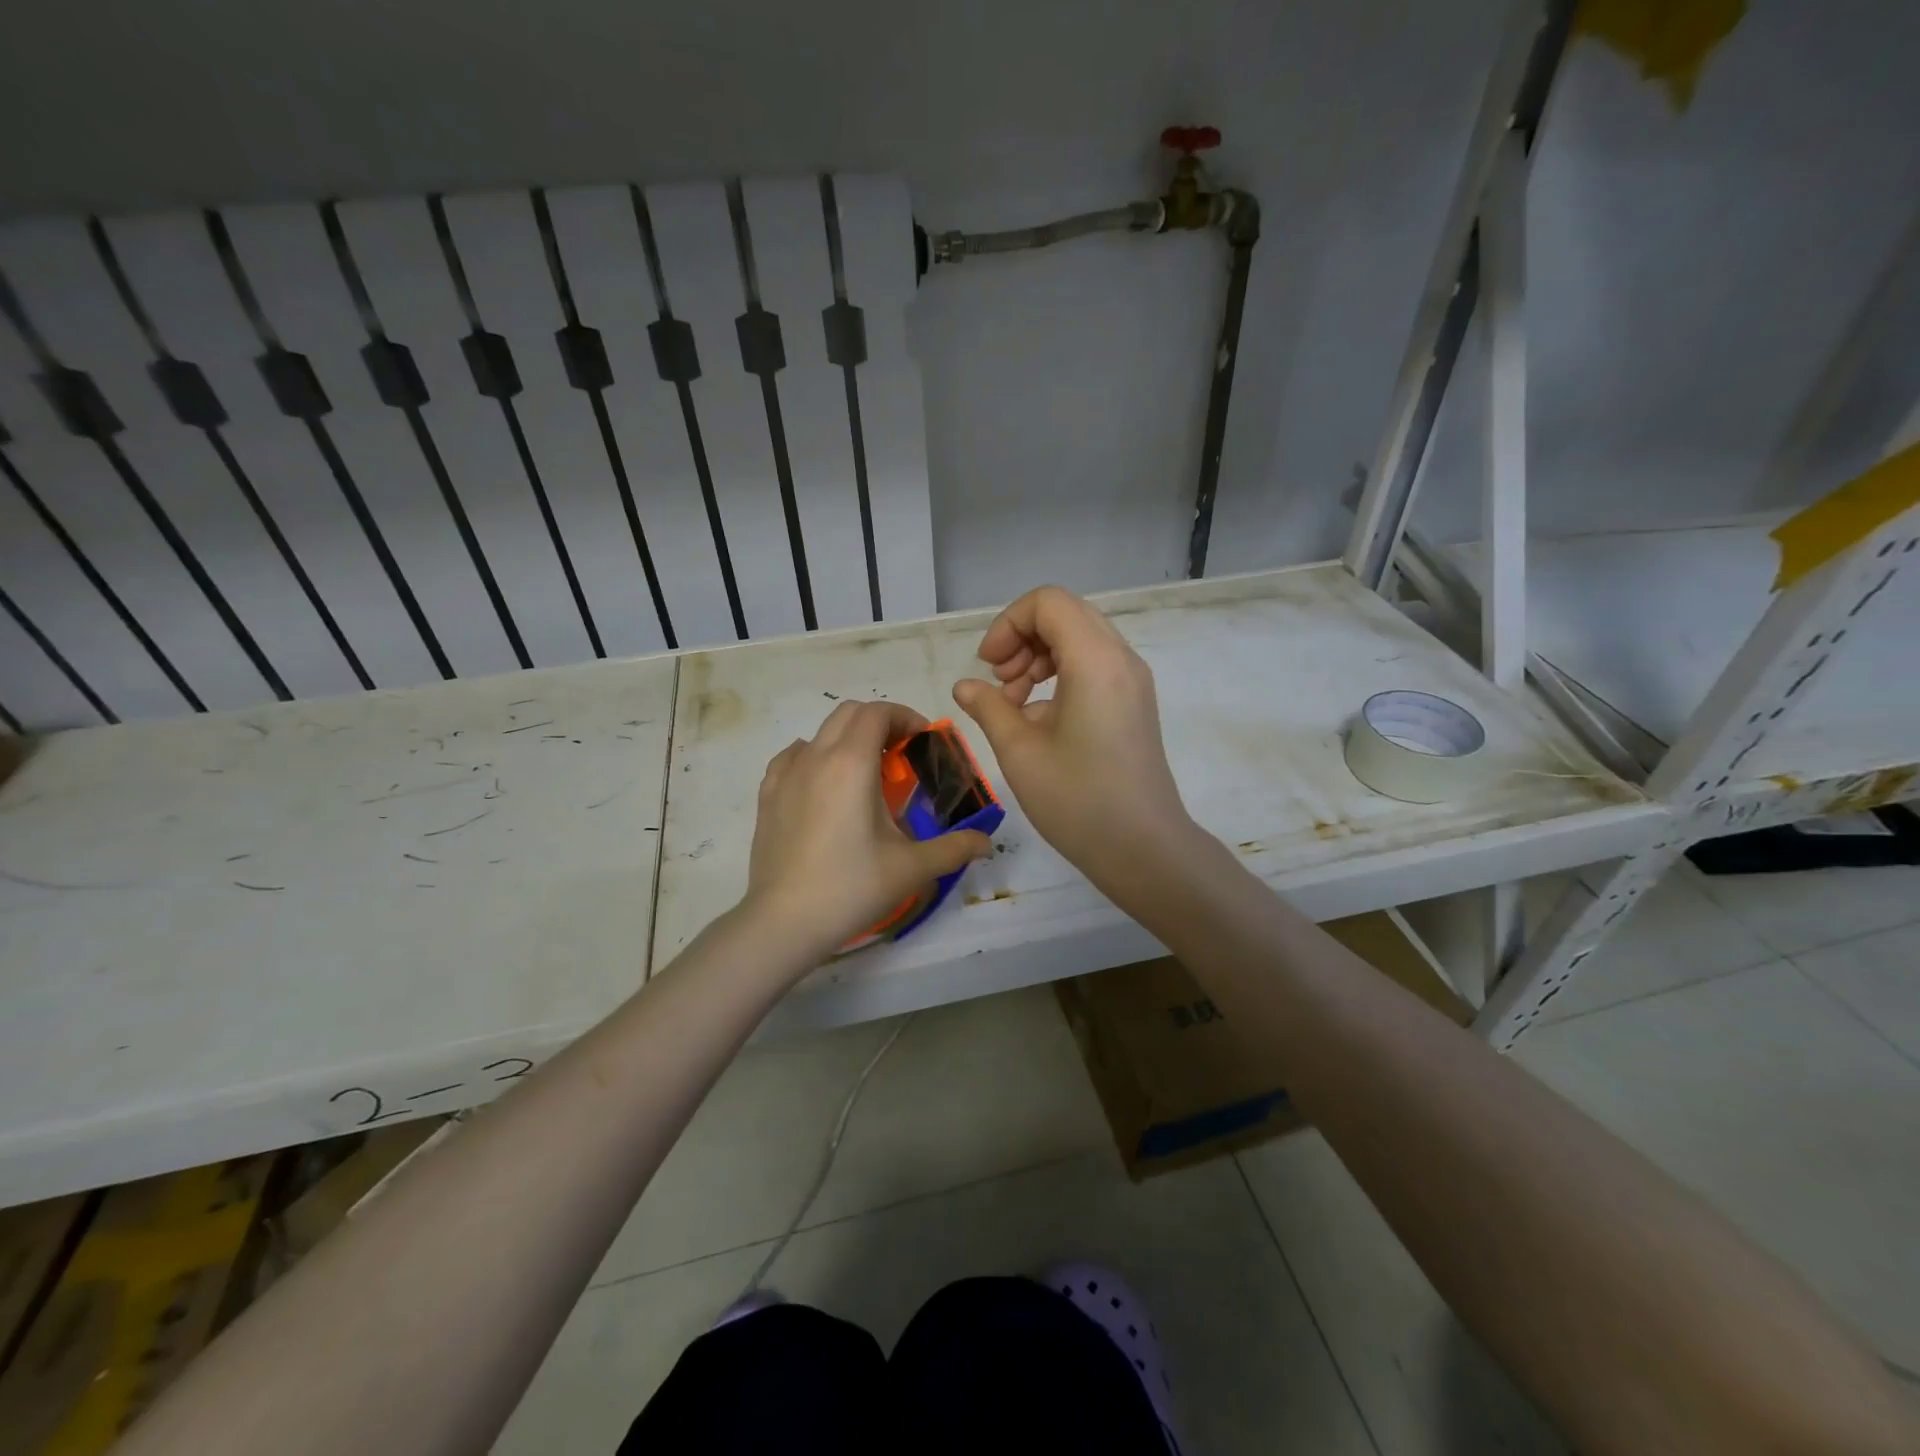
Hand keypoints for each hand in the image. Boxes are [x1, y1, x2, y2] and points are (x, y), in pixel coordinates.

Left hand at [742, 700, 992, 964]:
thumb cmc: (852, 887)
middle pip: (849, 712)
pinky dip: (815, 755)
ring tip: (865, 772)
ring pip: (820, 732)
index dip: (905, 716)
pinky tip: (824, 783)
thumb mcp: (912, 868)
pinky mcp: (768, 794)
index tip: (923, 740)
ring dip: (848, 738)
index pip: (878, 712)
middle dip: (879, 722)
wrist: (785, 921)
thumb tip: (986, 842)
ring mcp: (786, 774)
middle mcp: (816, 756)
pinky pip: (793, 756)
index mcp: (852, 763)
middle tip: (901, 753)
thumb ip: (954, 848)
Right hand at [952, 585, 1192, 887]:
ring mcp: (1133, 680)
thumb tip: (966, 686)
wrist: (1144, 848)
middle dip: (1023, 639)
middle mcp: (1121, 658)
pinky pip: (1094, 665)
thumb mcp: (1020, 752)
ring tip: (1015, 703)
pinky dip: (1061, 674)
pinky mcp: (1135, 702)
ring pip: (1080, 638)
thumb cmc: (1078, 800)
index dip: (1008, 624)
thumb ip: (989, 707)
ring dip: (1040, 657)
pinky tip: (1040, 718)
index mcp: (1095, 660)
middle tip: (1000, 684)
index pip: (1048, 603)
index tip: (989, 667)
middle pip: (1065, 615)